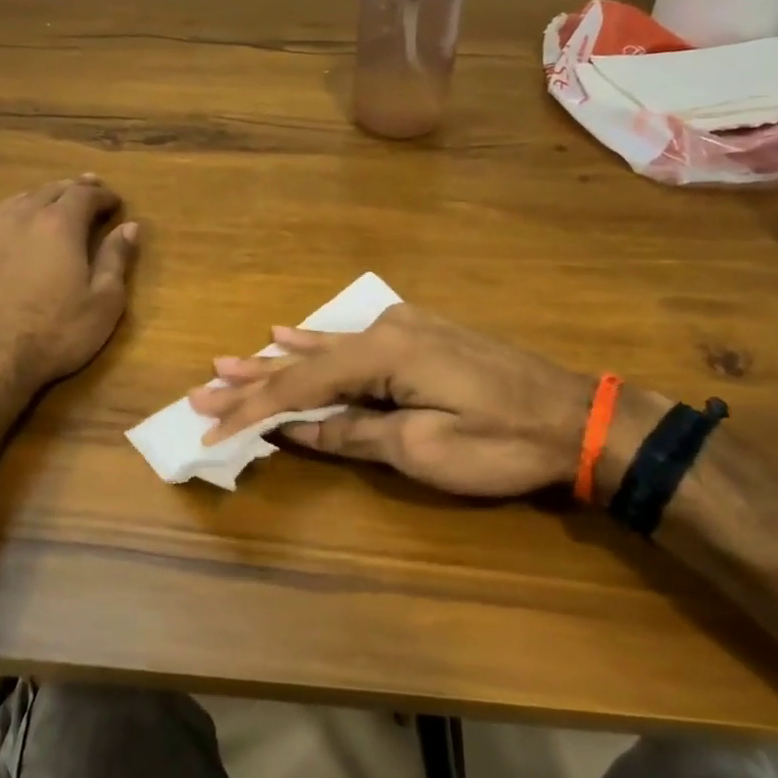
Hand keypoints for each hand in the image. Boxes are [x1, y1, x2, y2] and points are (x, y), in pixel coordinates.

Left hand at [0, 175, 138, 396]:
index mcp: (59, 224)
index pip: (85, 194)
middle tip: (90, 188)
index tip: (117, 202)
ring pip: (21, 200)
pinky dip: (16, 215)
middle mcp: (23, 216)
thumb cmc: (56, 332)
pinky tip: (17, 227)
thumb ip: (116, 259)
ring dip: (43, 197)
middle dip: (74, 188)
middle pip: (51, 190)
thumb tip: (130, 227)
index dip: (104, 195)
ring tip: (55, 201)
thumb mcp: (104, 301)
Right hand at [188, 305, 599, 496]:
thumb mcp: (421, 449)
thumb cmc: (501, 441)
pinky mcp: (419, 336)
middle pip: (304, 361)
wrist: (575, 417)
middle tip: (202, 387)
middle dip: (253, 380)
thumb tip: (296, 428)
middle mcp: (385, 329)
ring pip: (325, 348)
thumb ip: (352, 433)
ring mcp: (404, 327)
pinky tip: (291, 333)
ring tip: (230, 362)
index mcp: (383, 354)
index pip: (300, 385)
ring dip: (277, 361)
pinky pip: (352, 342)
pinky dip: (316, 346)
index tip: (211, 428)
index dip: (253, 410)